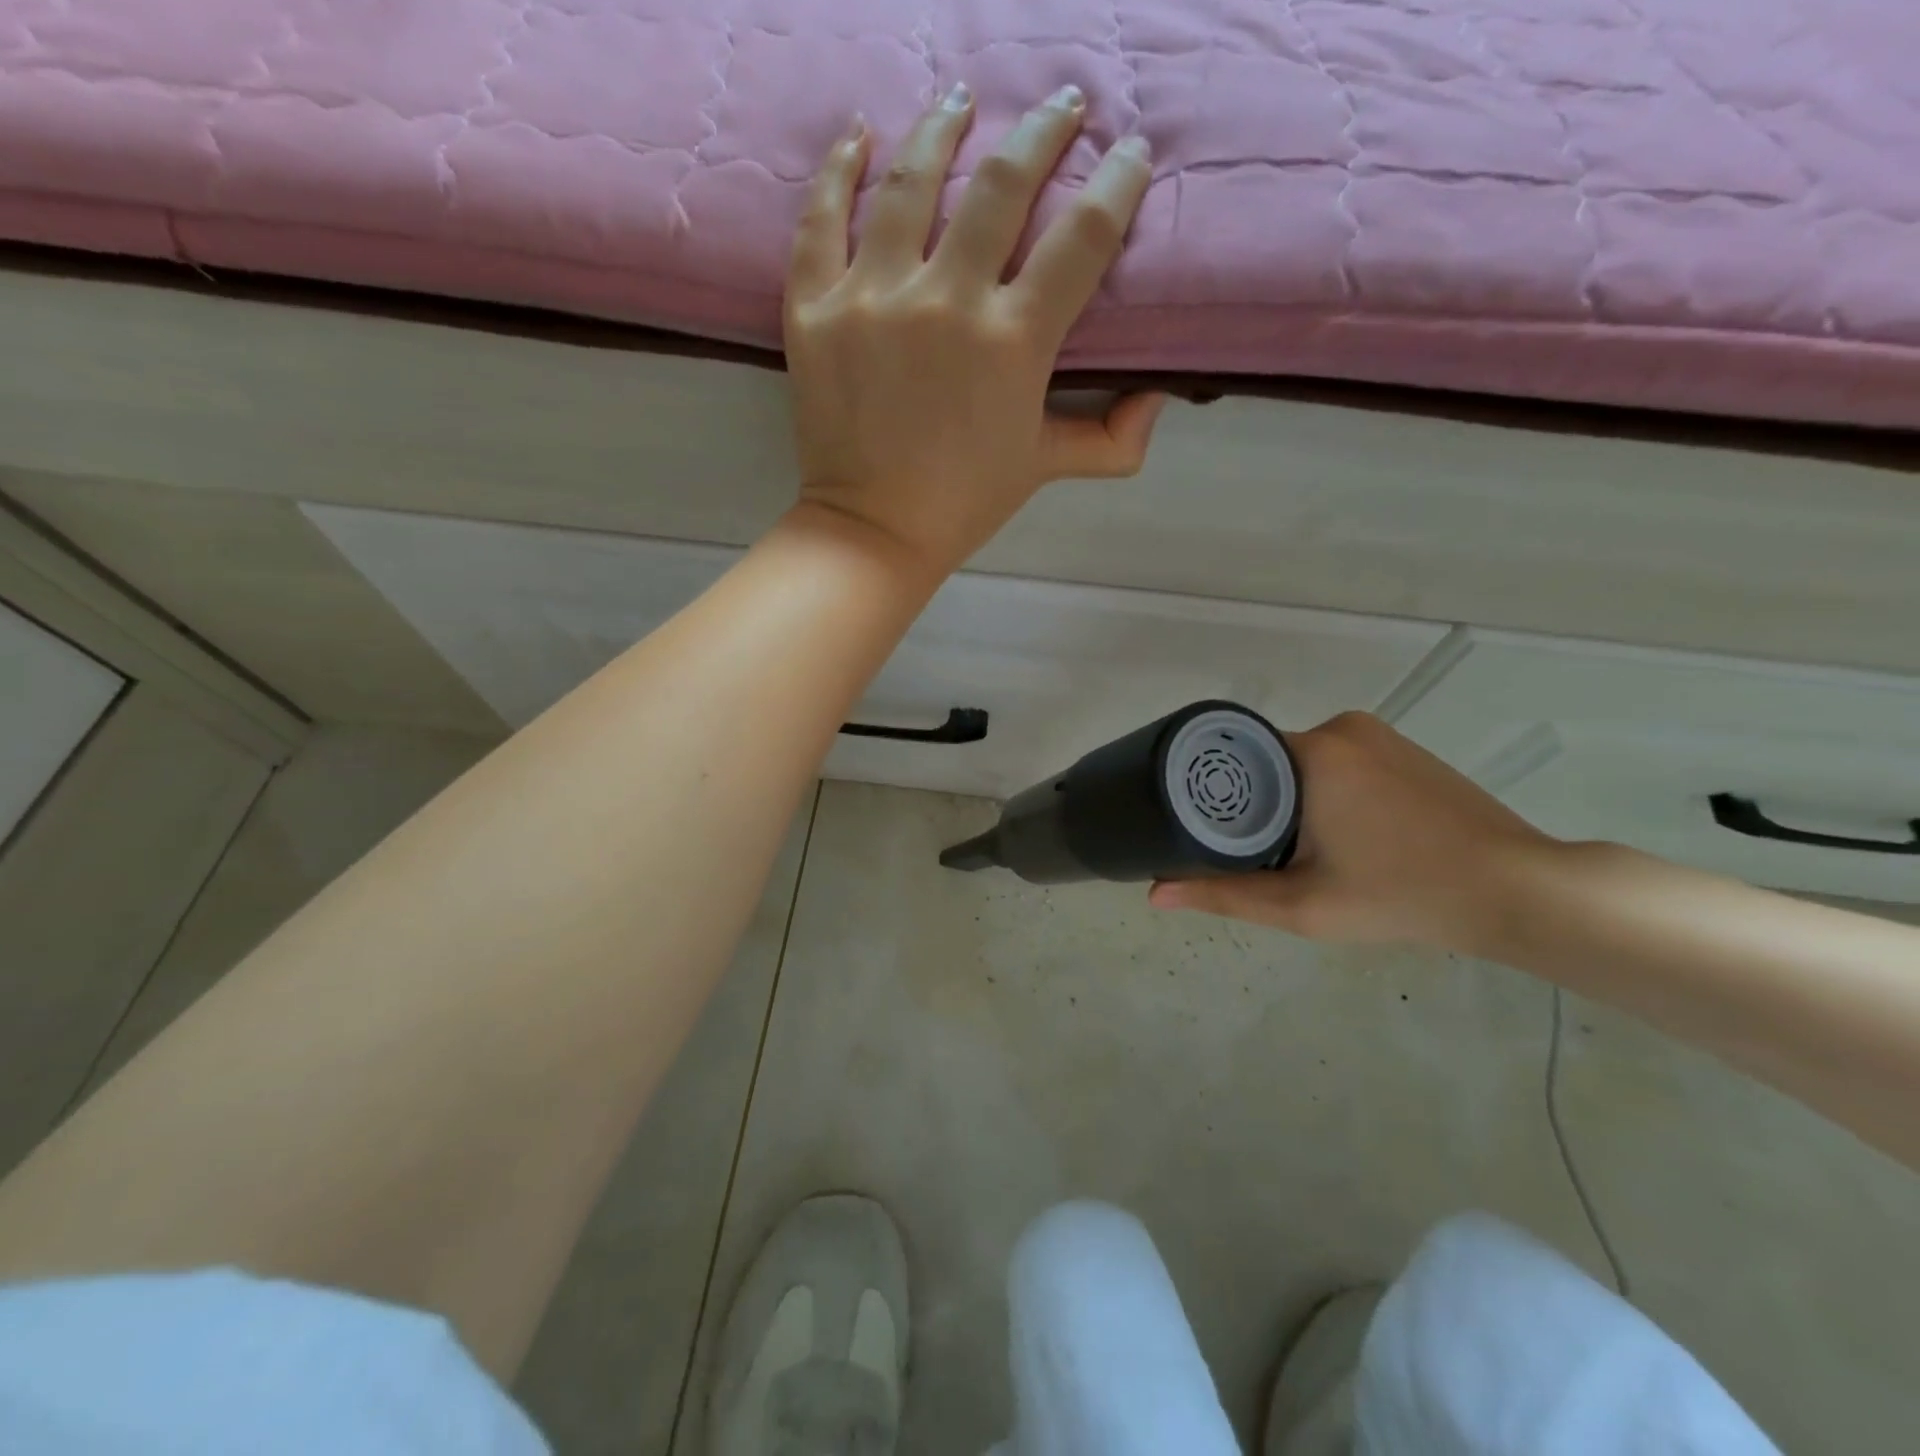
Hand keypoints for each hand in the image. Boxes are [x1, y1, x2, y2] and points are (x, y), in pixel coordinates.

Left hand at [784, 84, 1163, 579]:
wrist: (874, 532)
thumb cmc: (965, 502)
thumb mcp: (1046, 467)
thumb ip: (1111, 437)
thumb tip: (1159, 398)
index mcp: (1013, 342)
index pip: (1081, 237)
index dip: (1115, 183)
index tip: (1129, 153)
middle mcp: (946, 303)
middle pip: (1002, 186)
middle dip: (1043, 131)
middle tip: (1061, 102)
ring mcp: (872, 299)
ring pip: (909, 180)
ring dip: (944, 127)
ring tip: (963, 100)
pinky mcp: (814, 309)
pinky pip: (821, 218)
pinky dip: (837, 168)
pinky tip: (860, 135)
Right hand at [1149, 712, 1559, 949]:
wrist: (1517, 891)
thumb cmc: (1402, 895)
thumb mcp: (1302, 905)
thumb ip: (1224, 895)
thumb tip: (1153, 895)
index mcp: (1312, 752)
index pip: (1234, 757)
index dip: (1212, 792)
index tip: (1200, 828)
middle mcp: (1342, 727)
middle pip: (1265, 759)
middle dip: (1252, 801)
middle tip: (1248, 851)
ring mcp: (1378, 734)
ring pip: (1300, 761)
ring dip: (1287, 796)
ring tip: (1290, 848)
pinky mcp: (1402, 748)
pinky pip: (1337, 761)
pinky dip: (1322, 790)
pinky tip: (1338, 833)